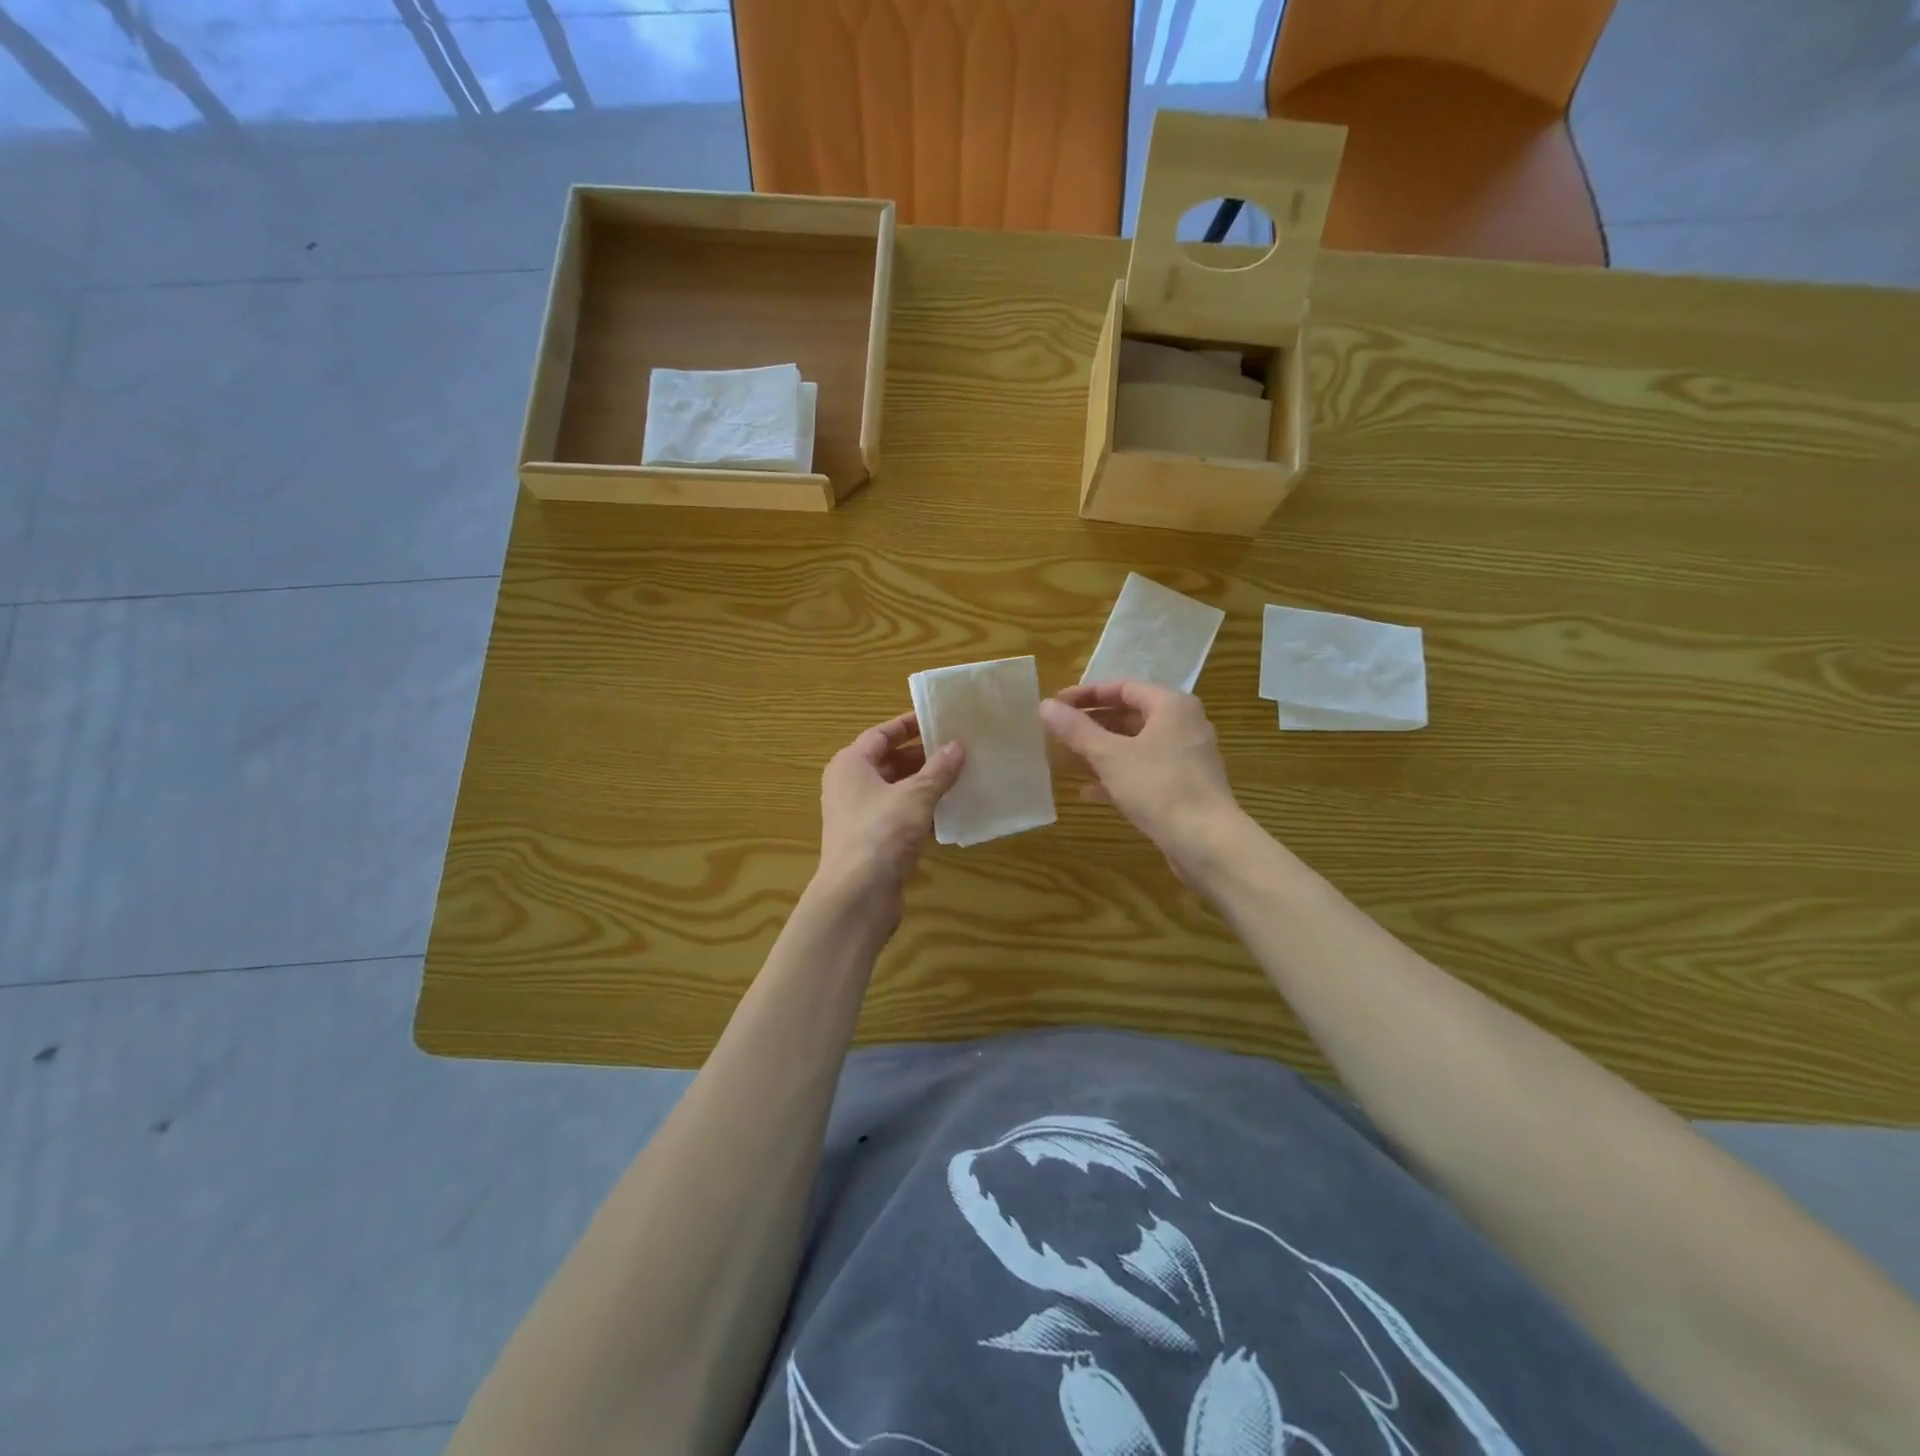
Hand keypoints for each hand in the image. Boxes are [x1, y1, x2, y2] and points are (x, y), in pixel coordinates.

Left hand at [816, 712, 964, 906]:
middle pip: (888, 762)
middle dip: (922, 756)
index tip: (938, 719)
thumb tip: (958, 746)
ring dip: (924, 785)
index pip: (880, 734)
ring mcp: (858, 816)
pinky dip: (921, 811)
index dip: (908, 726)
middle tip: (957, 749)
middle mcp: (849, 786)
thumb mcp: (916, 795)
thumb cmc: (881, 832)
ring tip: (960, 776)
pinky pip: (898, 816)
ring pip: (896, 791)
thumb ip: (938, 770)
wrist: (857, 896)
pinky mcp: (871, 842)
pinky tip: (949, 812)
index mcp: (850, 765)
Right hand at [1041, 680, 1245, 878]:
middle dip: (1092, 723)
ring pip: (1135, 745)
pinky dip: (1117, 775)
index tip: (1055, 705)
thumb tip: (1045, 706)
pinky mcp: (1183, 786)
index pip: (1122, 687)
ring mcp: (1185, 757)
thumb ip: (1076, 730)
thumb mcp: (1109, 756)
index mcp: (1170, 705)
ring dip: (1101, 750)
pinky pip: (1144, 771)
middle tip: (1058, 731)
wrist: (1207, 842)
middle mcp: (1182, 724)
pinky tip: (1088, 791)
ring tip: (1066, 758)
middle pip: (1130, 715)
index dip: (1086, 694)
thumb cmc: (1159, 787)